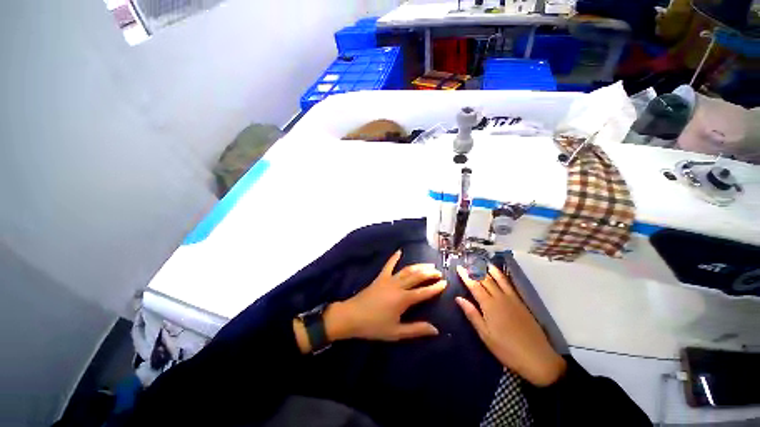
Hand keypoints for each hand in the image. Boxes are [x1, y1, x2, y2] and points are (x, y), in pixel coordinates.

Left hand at [331, 250, 446, 341]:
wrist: (352, 316)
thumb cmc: (374, 326)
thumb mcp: (396, 332)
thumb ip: (416, 330)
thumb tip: (435, 330)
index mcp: (403, 299)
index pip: (424, 292)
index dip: (435, 287)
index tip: (445, 283)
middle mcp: (398, 286)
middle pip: (417, 277)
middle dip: (429, 274)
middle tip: (439, 272)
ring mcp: (388, 279)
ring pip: (407, 270)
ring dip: (418, 266)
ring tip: (428, 265)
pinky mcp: (380, 277)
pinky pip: (388, 265)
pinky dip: (394, 258)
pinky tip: (399, 251)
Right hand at [456, 264, 566, 386]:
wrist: (538, 358)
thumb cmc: (507, 349)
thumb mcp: (485, 335)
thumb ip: (472, 314)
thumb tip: (458, 298)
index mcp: (489, 306)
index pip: (474, 286)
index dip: (466, 276)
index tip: (459, 267)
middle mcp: (499, 298)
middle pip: (485, 280)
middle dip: (475, 270)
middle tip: (467, 262)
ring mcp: (511, 299)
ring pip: (498, 279)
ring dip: (488, 269)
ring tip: (481, 262)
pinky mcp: (520, 302)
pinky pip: (509, 284)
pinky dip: (502, 276)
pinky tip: (499, 273)